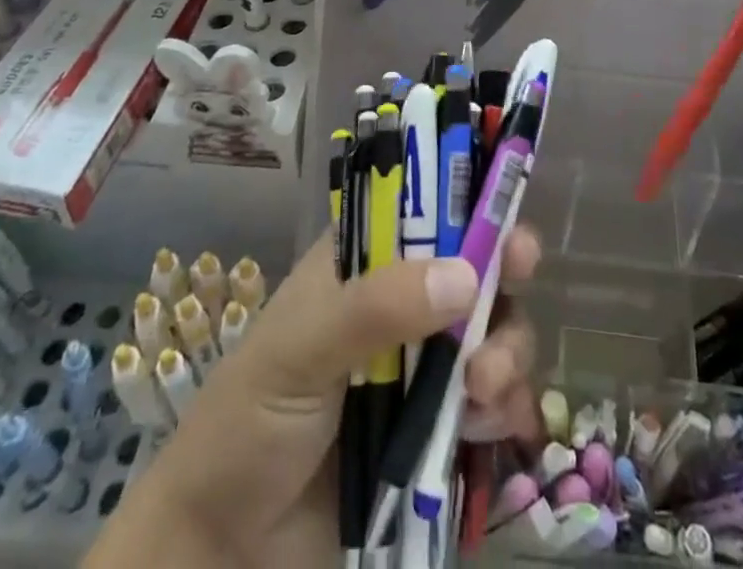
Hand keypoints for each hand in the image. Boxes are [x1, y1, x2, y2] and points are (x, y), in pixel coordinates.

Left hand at [87, 227, 540, 568]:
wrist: (224, 553)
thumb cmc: (249, 424)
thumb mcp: (301, 350)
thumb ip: (377, 308)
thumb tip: (466, 276)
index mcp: (362, 265)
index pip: (425, 213)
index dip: (472, 208)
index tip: (506, 220)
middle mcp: (399, 304)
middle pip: (472, 268)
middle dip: (501, 278)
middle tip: (518, 283)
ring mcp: (421, 368)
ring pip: (490, 332)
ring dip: (505, 349)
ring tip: (486, 387)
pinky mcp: (436, 429)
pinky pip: (491, 402)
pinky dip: (505, 405)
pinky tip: (495, 423)